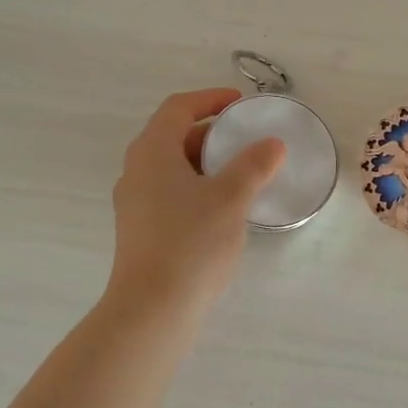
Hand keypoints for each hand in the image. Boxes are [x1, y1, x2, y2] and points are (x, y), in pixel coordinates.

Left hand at [107, 88, 285, 312]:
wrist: (152, 309)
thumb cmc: (191, 243)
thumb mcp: (231, 198)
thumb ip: (254, 165)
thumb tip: (272, 144)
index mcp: (152, 152)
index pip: (178, 108)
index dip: (210, 99)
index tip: (241, 104)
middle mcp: (137, 171)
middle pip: (173, 136)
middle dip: (212, 133)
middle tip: (246, 140)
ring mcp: (135, 203)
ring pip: (172, 168)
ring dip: (206, 163)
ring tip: (241, 174)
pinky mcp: (141, 230)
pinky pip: (171, 193)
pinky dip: (197, 188)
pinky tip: (223, 209)